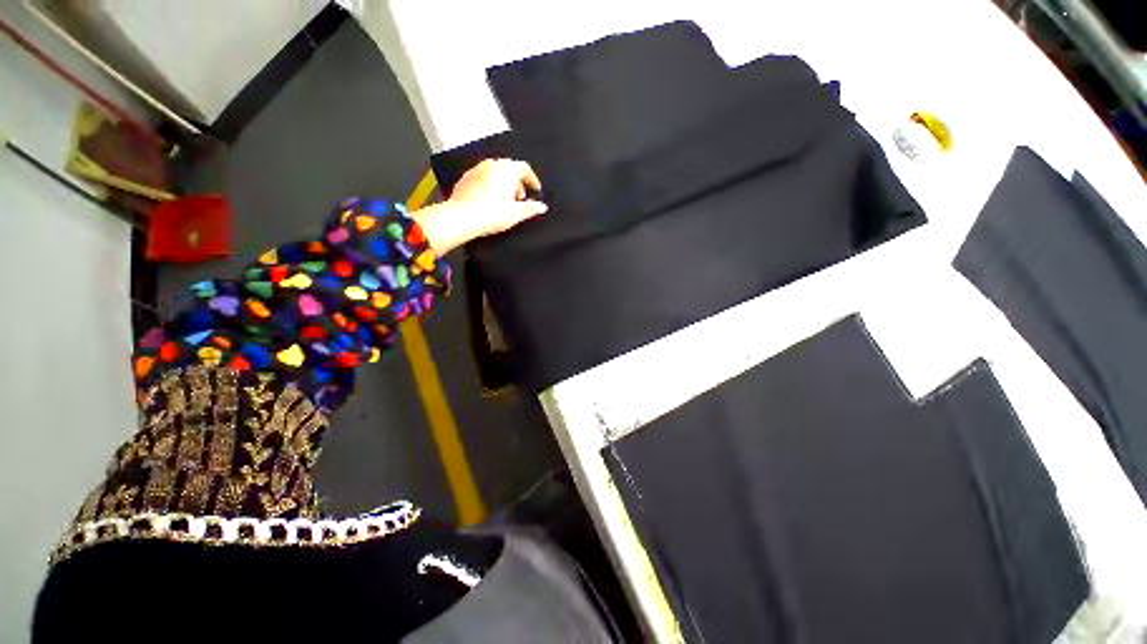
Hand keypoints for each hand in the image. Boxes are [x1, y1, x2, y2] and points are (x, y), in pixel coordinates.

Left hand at [413, 159, 548, 254]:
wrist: (462, 217)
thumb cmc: (492, 214)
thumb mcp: (516, 214)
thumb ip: (531, 208)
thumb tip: (542, 207)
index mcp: (507, 170)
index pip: (524, 168)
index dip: (532, 179)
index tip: (535, 189)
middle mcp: (492, 164)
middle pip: (510, 168)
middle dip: (517, 182)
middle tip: (520, 198)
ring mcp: (477, 169)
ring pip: (496, 172)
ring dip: (503, 183)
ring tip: (505, 200)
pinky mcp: (466, 178)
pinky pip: (483, 177)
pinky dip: (490, 185)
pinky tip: (489, 200)